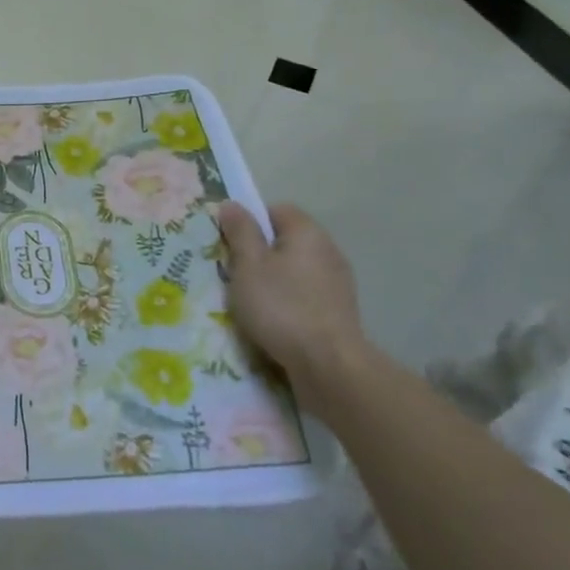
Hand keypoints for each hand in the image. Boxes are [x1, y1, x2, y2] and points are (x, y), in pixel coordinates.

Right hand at [219, 202, 370, 414]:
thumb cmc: (281, 306)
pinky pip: (305, 295)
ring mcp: (337, 283)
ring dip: (273, 281)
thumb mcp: (248, 265)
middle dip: (259, 255)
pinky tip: (274, 323)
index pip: (276, 210)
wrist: (328, 365)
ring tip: (251, 304)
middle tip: (234, 275)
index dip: (250, 223)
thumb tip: (232, 204)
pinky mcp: (339, 312)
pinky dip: (288, 303)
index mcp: (307, 232)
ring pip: (295, 271)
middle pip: (286, 241)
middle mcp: (328, 251)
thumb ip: (240, 232)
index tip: (230, 246)